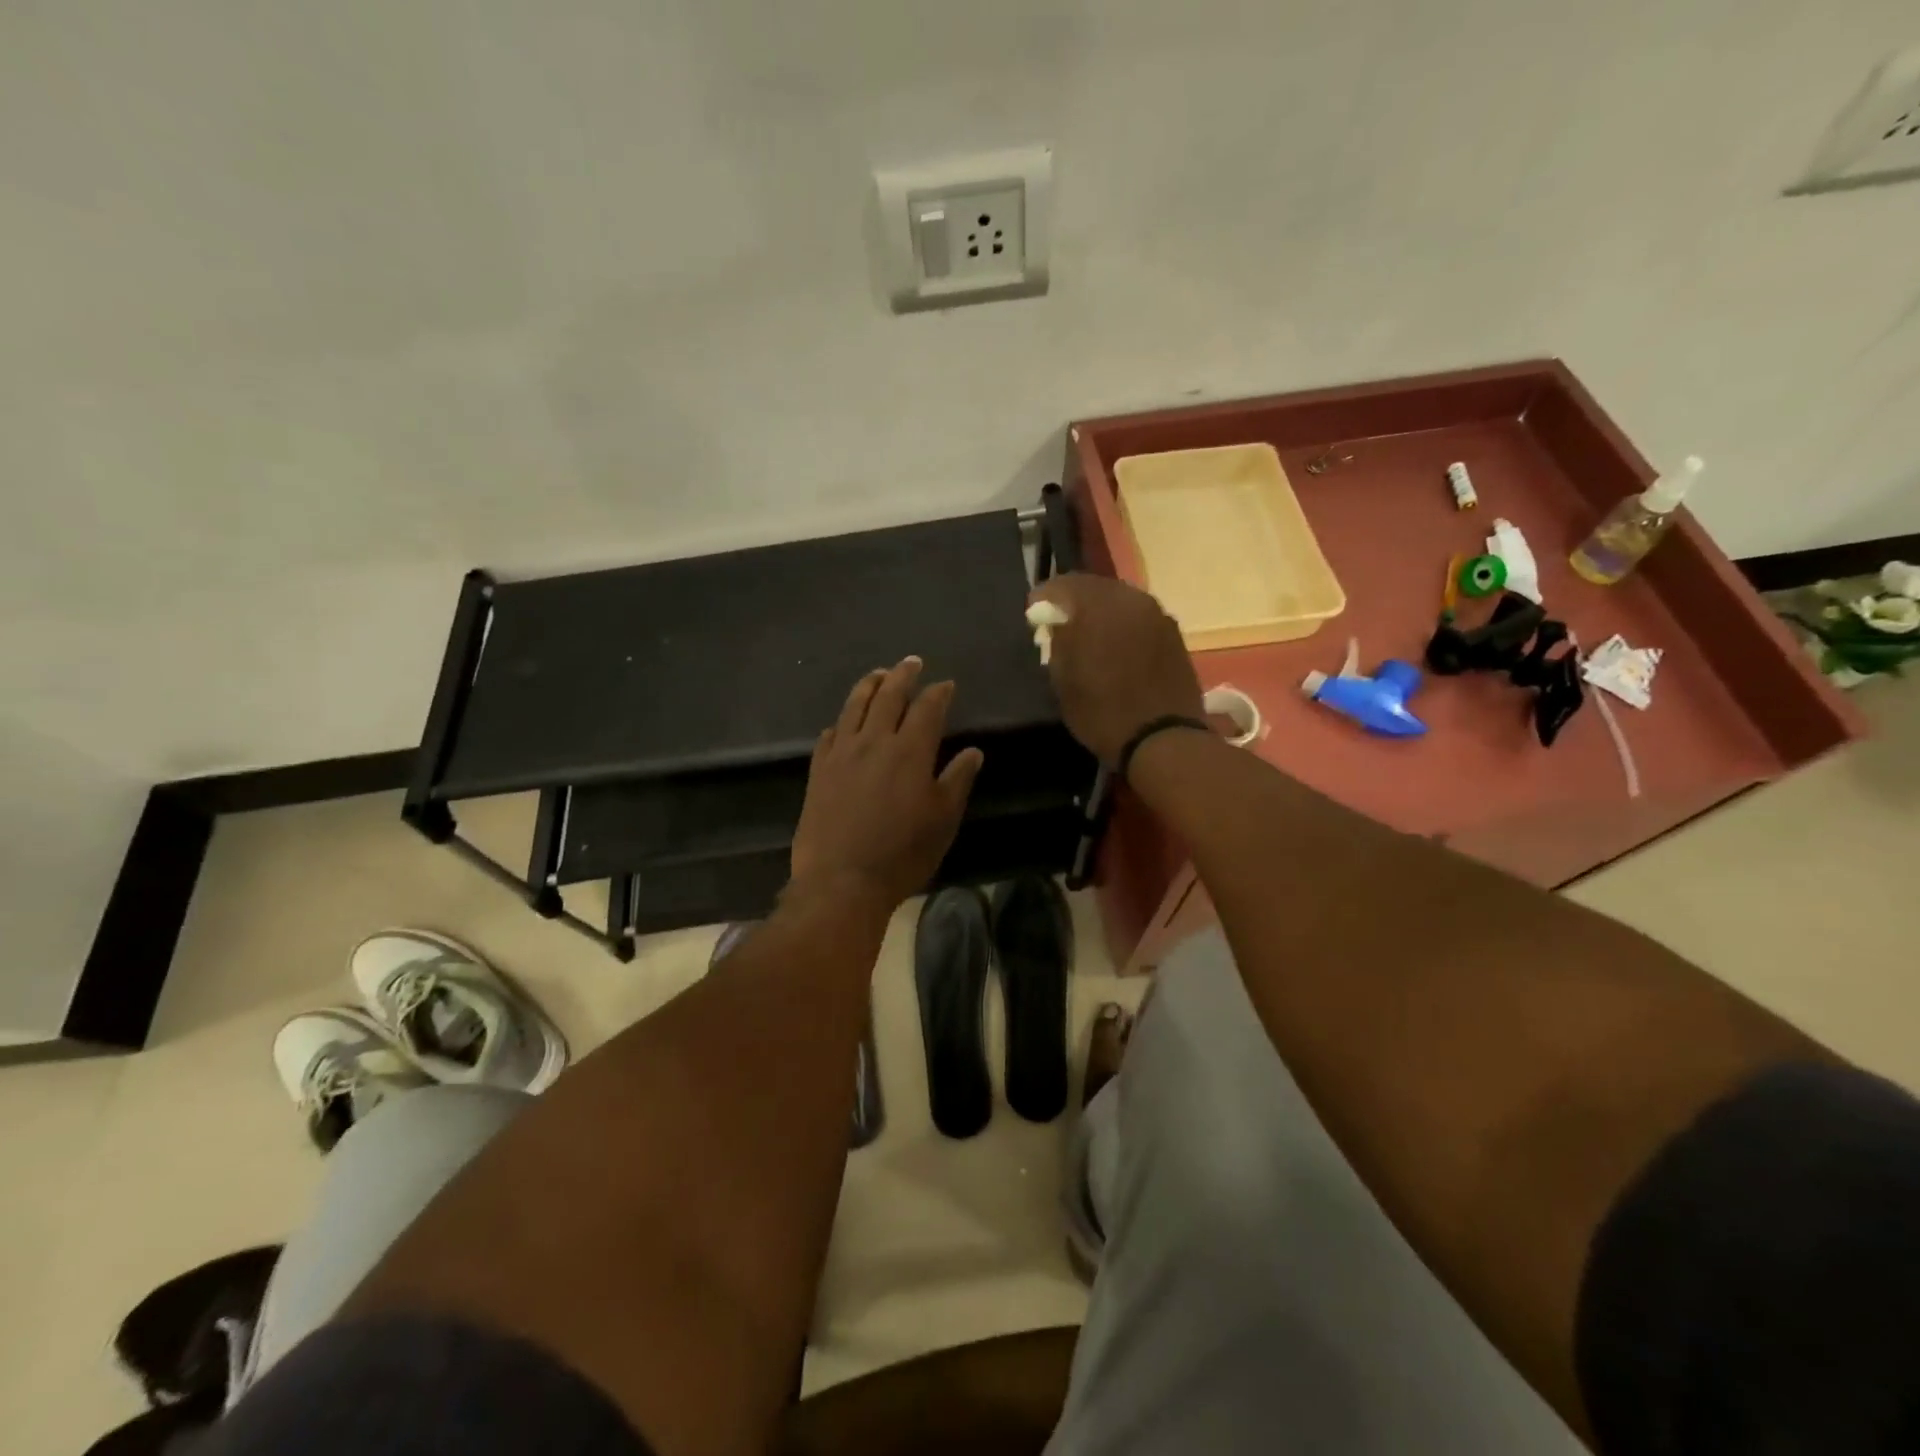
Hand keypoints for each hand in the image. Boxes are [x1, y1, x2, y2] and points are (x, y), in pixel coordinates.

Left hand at [789, 657, 984, 909]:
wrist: (841, 880)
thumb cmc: (902, 853)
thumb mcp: (942, 820)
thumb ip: (957, 780)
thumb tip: (972, 751)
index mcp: (910, 751)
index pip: (927, 709)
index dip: (938, 693)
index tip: (946, 684)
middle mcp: (874, 742)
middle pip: (889, 696)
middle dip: (903, 675)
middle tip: (912, 662)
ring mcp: (841, 754)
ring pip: (854, 707)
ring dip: (868, 685)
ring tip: (878, 674)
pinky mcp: (818, 771)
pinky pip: (829, 736)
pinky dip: (841, 722)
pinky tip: (842, 722)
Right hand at [1027, 575, 1204, 764]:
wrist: (1163, 740)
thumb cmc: (1103, 712)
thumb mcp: (1063, 681)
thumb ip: (1057, 641)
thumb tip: (1056, 623)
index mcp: (1099, 606)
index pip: (1064, 585)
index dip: (1044, 598)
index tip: (1033, 616)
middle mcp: (1132, 600)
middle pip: (1095, 587)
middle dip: (1074, 602)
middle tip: (1059, 624)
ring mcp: (1158, 615)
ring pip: (1120, 601)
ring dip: (1101, 612)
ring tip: (1088, 636)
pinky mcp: (1174, 634)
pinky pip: (1139, 618)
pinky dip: (1123, 626)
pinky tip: (1115, 648)